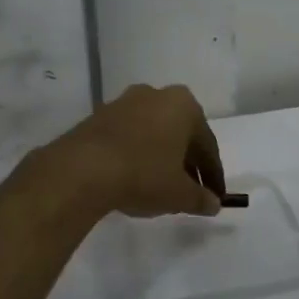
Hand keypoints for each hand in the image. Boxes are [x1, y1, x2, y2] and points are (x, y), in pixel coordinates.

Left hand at [41, 84, 224, 218]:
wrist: (83, 169)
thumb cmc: (143, 174)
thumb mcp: (178, 194)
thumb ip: (200, 198)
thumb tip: (213, 203)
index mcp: (184, 105)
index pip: (207, 145)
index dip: (213, 175)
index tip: (215, 196)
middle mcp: (156, 95)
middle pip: (180, 133)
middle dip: (187, 162)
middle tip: (191, 191)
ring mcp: (124, 102)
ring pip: (153, 132)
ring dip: (161, 155)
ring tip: (161, 185)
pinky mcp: (99, 115)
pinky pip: (129, 135)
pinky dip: (137, 153)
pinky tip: (134, 176)